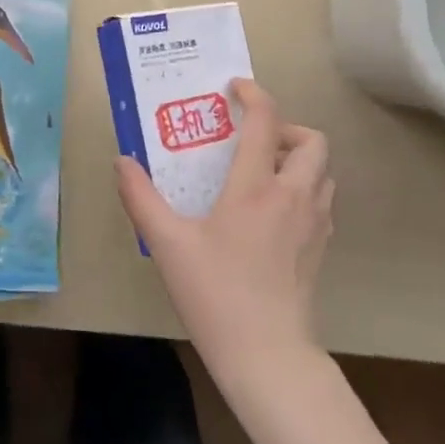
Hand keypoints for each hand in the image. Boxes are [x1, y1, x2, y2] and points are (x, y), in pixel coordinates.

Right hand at [115, 79, 332, 379]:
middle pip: (313, 141)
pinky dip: (303, 189)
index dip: (255, 95)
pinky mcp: (321, 249)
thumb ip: (141, 197)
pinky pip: (321, 200)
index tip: (235, 89)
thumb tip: (122, 161)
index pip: (268, 122)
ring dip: (298, 159)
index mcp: (257, 188)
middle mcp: (294, 197)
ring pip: (323, 171)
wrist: (267, 354)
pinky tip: (272, 213)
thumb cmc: (215, 293)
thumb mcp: (167, 244)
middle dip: (286, 128)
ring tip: (261, 173)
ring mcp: (315, 224)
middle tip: (252, 141)